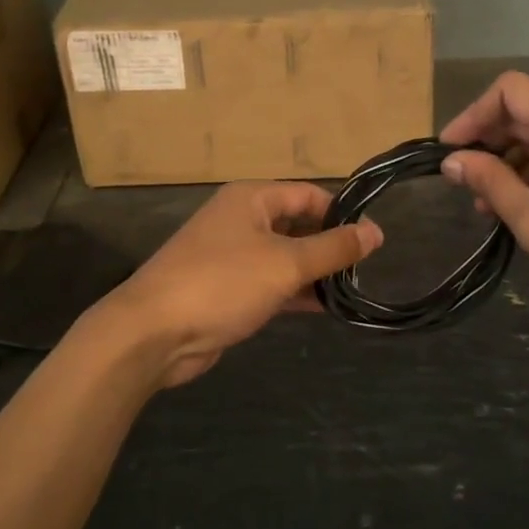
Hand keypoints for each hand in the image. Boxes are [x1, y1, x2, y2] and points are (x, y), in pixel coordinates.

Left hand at [99, 181, 382, 389]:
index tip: (373, 240)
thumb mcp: (286, 263)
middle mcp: (241, 220)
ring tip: (352, 291)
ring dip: (314, 272)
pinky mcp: (227, 289)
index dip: (342, 214)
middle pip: (297, 224)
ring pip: (285, 256)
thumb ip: (333, 248)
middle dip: (329, 245)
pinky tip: (324, 308)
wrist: (153, 333)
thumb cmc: (222, 283)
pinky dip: (295, 292)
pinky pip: (270, 282)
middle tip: (365, 269)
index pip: (309, 195)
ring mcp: (231, 255)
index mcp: (251, 199)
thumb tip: (376, 231)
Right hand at [440, 71, 528, 327]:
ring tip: (491, 207)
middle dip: (490, 143)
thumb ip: (489, 181)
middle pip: (527, 111)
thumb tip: (453, 161)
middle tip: (465, 184)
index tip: (451, 150)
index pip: (510, 91)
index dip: (473, 114)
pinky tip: (525, 207)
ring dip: (512, 162)